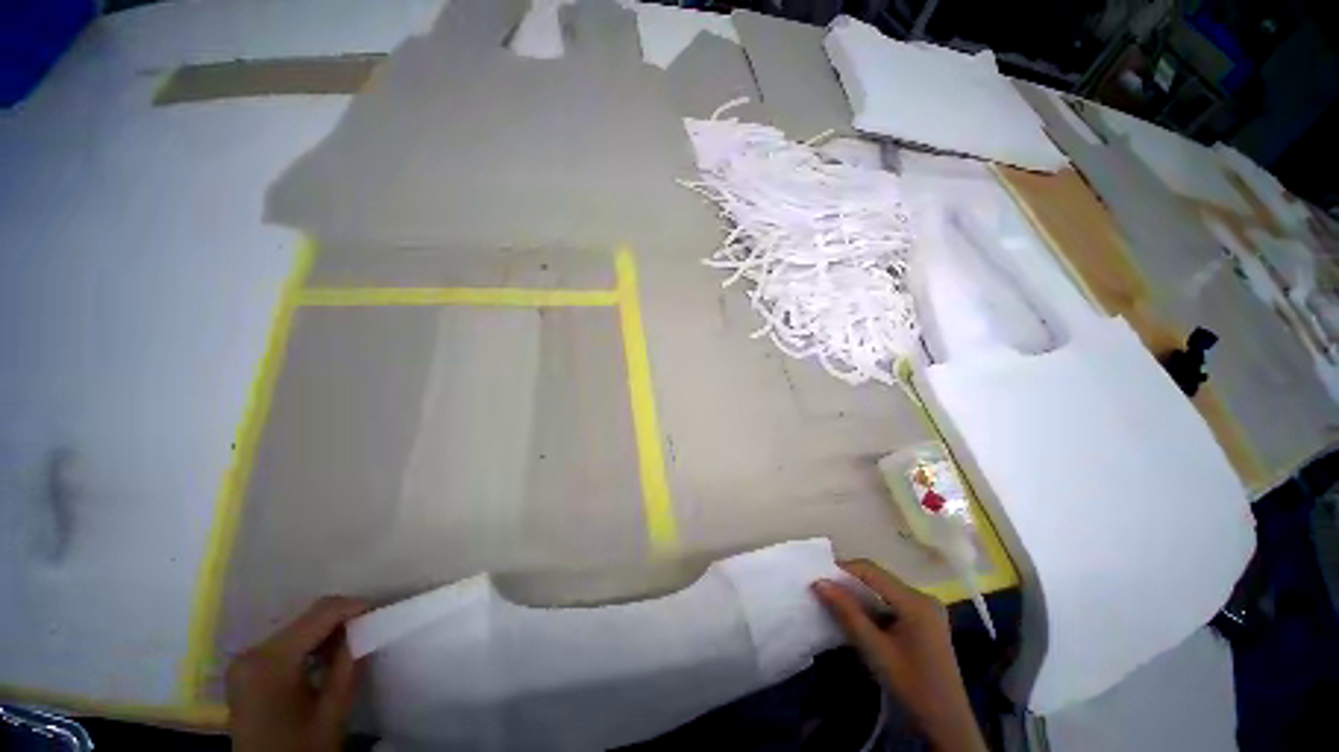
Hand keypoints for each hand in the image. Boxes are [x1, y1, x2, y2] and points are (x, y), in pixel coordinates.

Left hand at [226, 596, 368, 751]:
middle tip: (370, 627)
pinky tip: (327, 657)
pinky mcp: (246, 672)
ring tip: (353, 642)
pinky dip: (309, 646)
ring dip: (326, 633)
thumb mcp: (333, 711)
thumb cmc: (301, 748)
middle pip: (305, 620)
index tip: (381, 609)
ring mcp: (244, 662)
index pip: (320, 614)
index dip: (355, 606)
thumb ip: (348, 665)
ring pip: (296, 630)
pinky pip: (284, 645)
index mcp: (270, 660)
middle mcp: (251, 653)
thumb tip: (365, 629)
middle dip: (341, 620)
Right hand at [812, 561, 986, 751]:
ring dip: (859, 595)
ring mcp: (926, 608)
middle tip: (824, 592)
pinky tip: (860, 619)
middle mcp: (922, 597)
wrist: (947, 724)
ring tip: (837, 605)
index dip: (842, 570)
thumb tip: (819, 583)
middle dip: (849, 583)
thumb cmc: (911, 687)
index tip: (818, 579)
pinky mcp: (925, 619)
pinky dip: (872, 606)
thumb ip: (847, 613)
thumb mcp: (875, 650)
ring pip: (883, 589)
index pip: (870, 570)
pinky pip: (891, 601)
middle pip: (877, 578)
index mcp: (915, 601)